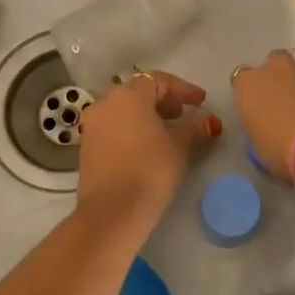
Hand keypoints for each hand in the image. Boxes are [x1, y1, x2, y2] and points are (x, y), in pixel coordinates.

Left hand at [75, 70, 220, 230]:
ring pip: (124, 109)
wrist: (110, 213)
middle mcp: (106, 102)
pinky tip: (147, 145)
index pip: (159, 80)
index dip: (183, 89)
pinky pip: (114, 125)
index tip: (201, 101)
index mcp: (129, 95)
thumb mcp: (179, 147)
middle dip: (164, 100)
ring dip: (147, 114)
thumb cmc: (149, 171)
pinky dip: (132, 127)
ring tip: (168, 130)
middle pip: (139, 91)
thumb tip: (207, 119)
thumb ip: (194, 127)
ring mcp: (93, 124)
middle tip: (184, 114)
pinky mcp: (87, 145)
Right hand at [230, 49, 294, 180]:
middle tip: (287, 106)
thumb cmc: (283, 151)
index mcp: (248, 84)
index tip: (259, 111)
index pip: (242, 81)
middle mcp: (274, 68)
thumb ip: (260, 127)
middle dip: (279, 80)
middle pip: (273, 65)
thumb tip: (268, 127)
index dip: (253, 95)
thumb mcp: (259, 147)